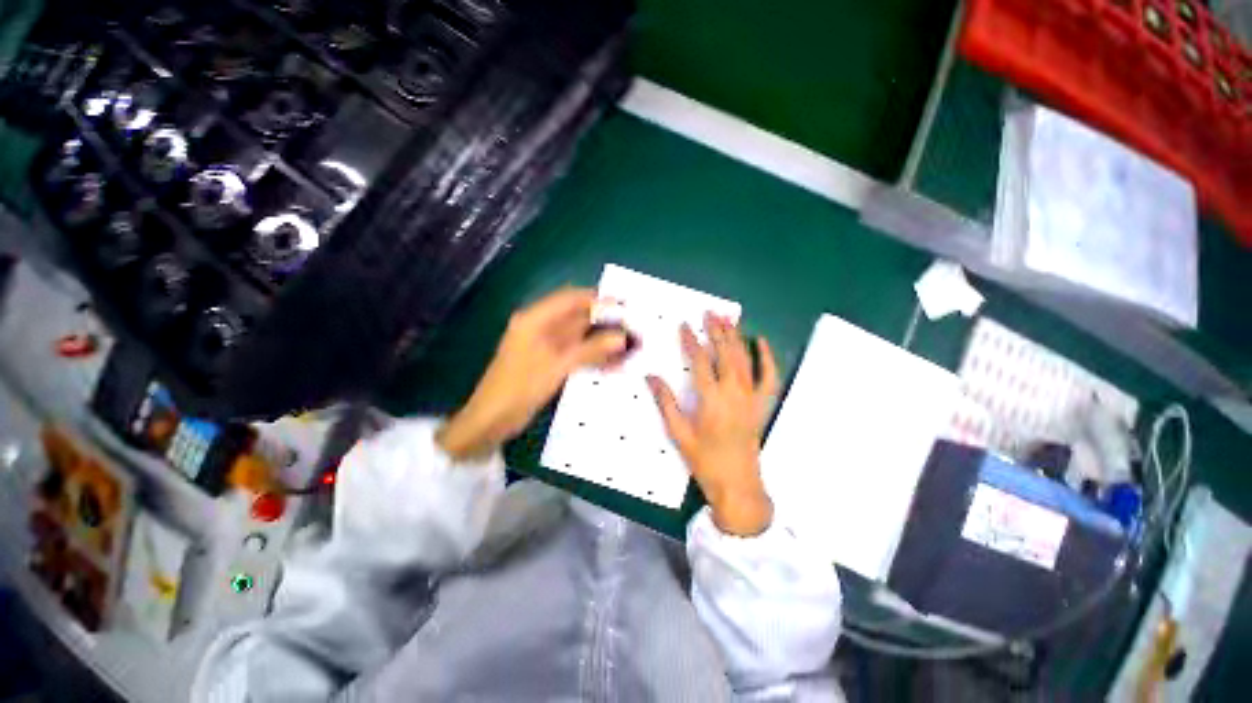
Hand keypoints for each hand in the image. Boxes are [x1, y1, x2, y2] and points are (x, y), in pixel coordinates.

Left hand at [438, 288, 628, 461]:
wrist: (492, 419)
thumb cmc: (521, 386)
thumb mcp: (558, 365)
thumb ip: (591, 349)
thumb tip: (621, 337)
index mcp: (536, 319)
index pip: (571, 299)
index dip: (598, 300)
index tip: (624, 307)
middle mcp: (540, 326)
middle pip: (577, 317)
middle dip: (604, 323)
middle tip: (631, 330)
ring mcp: (544, 345)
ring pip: (579, 336)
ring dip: (601, 341)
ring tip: (627, 349)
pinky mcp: (548, 361)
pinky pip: (575, 352)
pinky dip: (592, 356)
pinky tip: (611, 364)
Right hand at [647, 313, 779, 536]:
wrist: (737, 484)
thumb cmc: (704, 461)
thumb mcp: (679, 434)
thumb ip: (665, 403)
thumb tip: (651, 377)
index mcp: (711, 400)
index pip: (700, 361)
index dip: (691, 341)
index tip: (684, 325)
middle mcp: (734, 394)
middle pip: (725, 354)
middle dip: (716, 331)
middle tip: (709, 313)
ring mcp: (752, 398)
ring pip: (744, 360)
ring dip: (736, 337)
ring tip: (727, 319)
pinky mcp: (762, 404)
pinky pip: (769, 377)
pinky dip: (766, 357)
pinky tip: (760, 341)